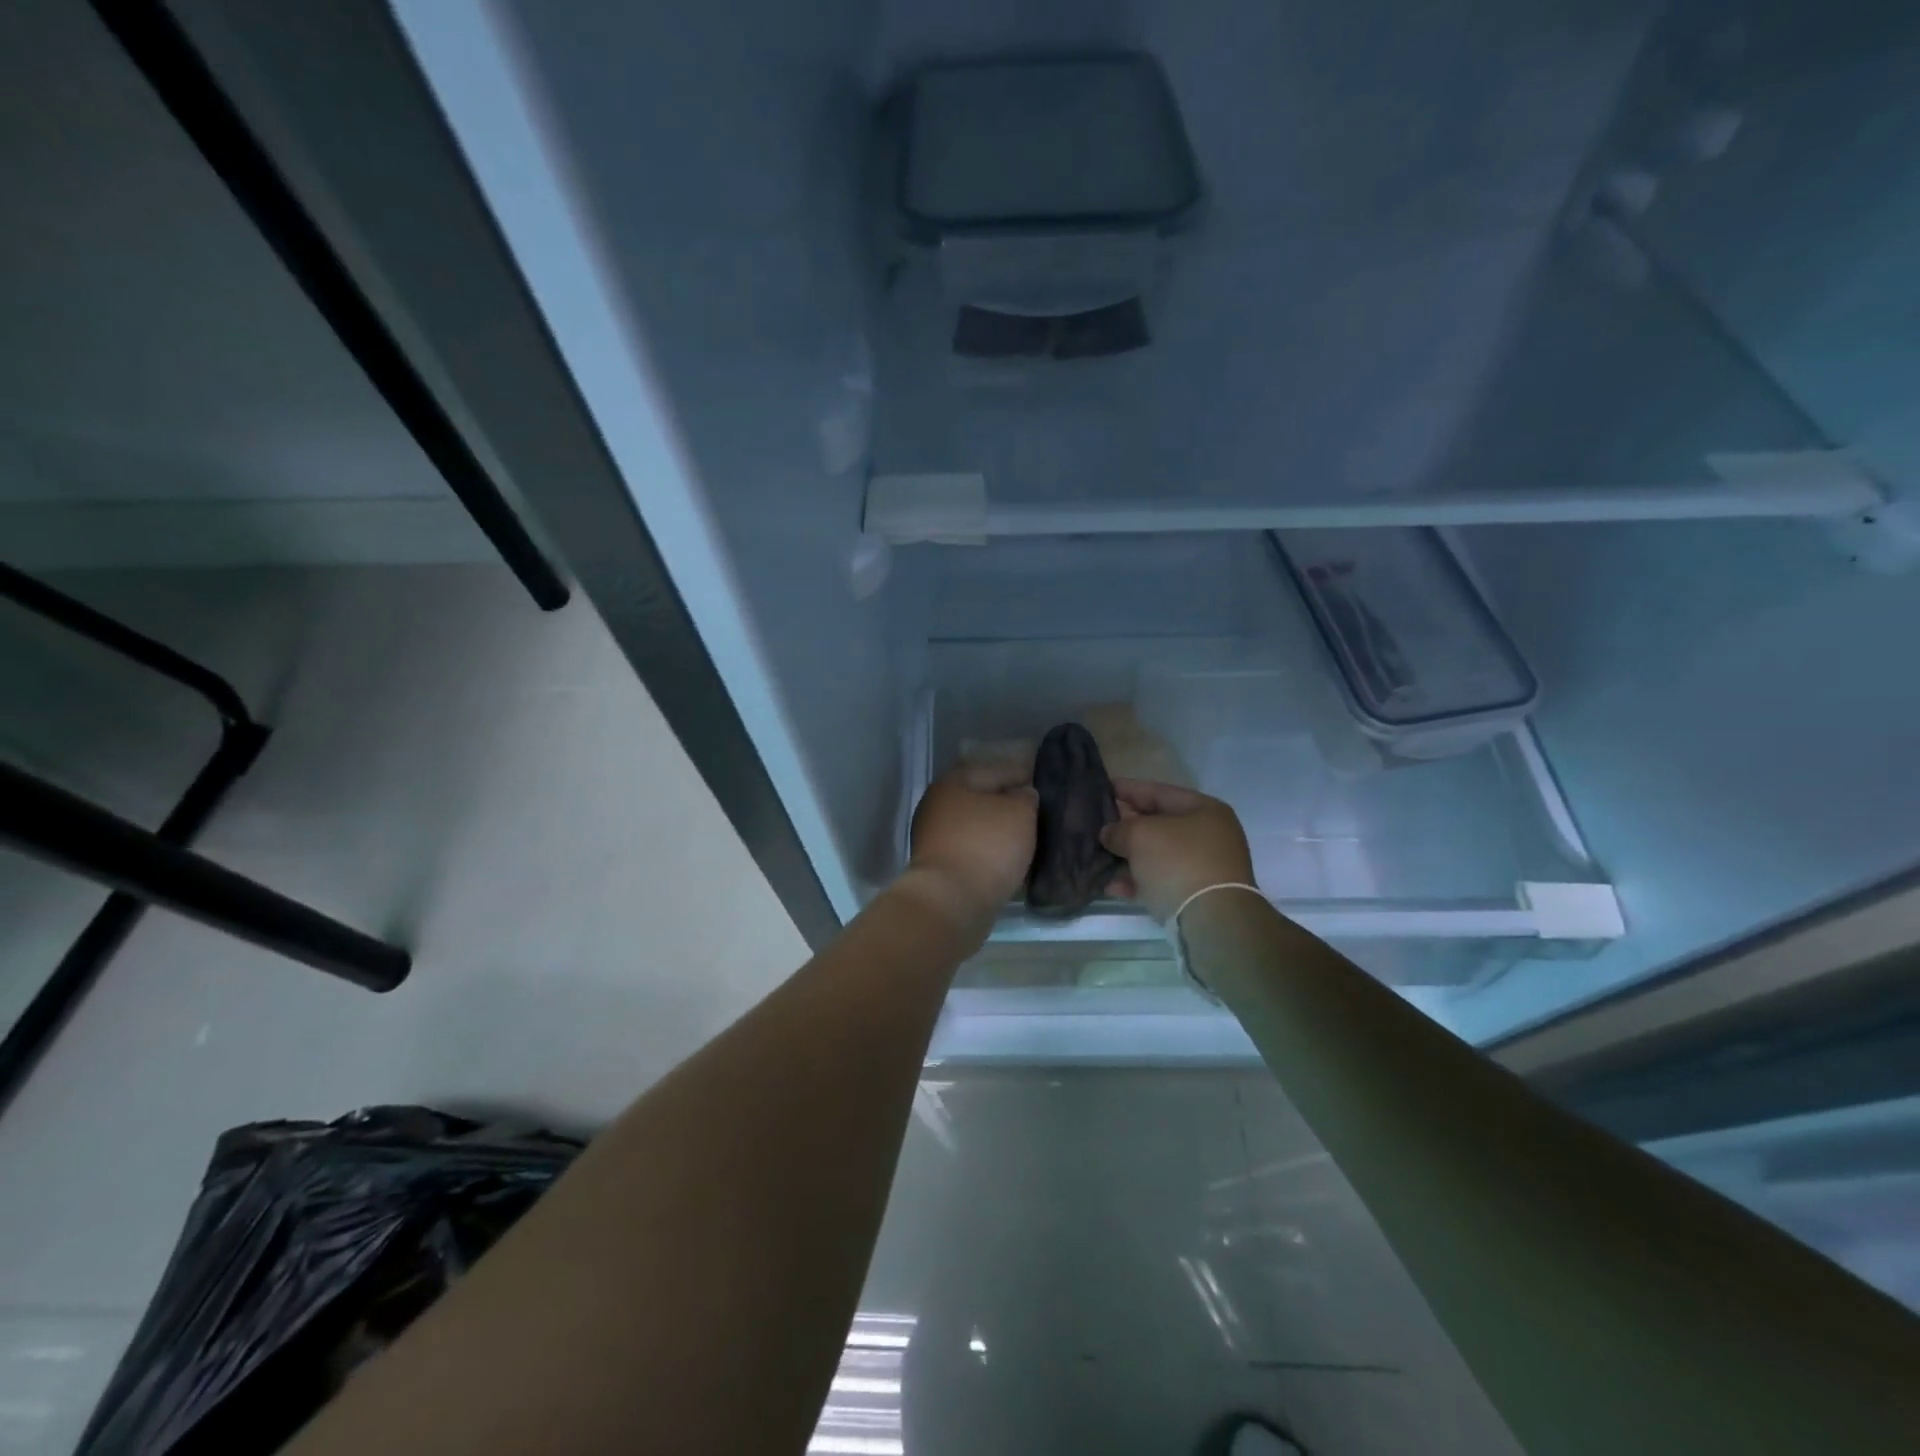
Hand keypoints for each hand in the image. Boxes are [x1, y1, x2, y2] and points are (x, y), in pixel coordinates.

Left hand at [904, 760, 1037, 929]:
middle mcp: (937, 805)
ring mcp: (933, 837)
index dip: (1022, 774)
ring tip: (1027, 836)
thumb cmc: (987, 847)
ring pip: (975, 826)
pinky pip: (971, 850)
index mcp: (953, 782)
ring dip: (997, 830)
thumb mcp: (1019, 813)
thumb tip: (1022, 795)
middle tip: (1037, 812)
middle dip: (1007, 803)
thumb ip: (1026, 798)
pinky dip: (988, 852)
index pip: (995, 770)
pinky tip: (1007, 858)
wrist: (951, 902)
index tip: (1043, 783)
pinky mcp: (938, 866)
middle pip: (981, 798)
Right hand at [1100, 779, 1255, 921]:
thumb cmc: (1178, 862)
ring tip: (1098, 857)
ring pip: (1156, 855)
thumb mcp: (1140, 835)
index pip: (1158, 791)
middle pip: (1158, 824)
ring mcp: (1204, 867)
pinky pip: (1160, 880)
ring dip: (1127, 856)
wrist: (1212, 921)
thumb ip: (1119, 829)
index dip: (1127, 789)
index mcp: (1204, 810)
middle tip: (1095, 825)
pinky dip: (1137, 881)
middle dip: (1125, 826)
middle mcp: (1208, 835)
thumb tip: (1109, 834)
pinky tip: (1111, 886)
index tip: (1101, 789)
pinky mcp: (1195, 895)